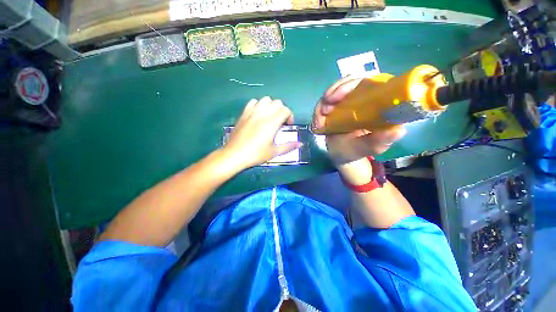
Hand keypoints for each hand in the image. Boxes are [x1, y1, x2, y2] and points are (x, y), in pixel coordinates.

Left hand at [222, 97, 301, 169]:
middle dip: (282, 110)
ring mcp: (252, 112)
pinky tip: (258, 115)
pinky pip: (253, 102)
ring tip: (270, 117)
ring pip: (265, 99)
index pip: (285, 110)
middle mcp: (263, 113)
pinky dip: (258, 105)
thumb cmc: (256, 154)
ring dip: (271, 106)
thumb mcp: (274, 152)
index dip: (290, 116)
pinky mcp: (244, 113)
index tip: (287, 126)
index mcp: (272, 122)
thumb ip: (288, 146)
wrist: (235, 154)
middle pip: (277, 102)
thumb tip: (300, 144)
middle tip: (280, 122)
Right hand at [312, 76, 406, 164]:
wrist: (340, 155)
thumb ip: (379, 141)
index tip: (336, 98)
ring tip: (319, 123)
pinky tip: (317, 124)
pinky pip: (325, 102)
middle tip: (325, 110)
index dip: (352, 85)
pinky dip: (319, 111)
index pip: (369, 82)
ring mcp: (347, 102)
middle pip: (350, 82)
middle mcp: (363, 98)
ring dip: (323, 104)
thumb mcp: (368, 148)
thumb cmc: (356, 151)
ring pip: (335, 90)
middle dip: (334, 92)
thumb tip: (398, 130)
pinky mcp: (335, 107)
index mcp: (377, 104)